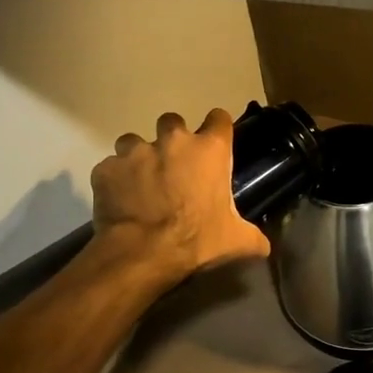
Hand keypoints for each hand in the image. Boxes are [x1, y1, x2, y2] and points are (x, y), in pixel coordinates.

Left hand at [91, 108, 270, 280]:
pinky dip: (114, 180)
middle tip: (173, 166)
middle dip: (172, 140)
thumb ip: (253, 237)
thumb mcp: (236, 242)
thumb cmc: (197, 241)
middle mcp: (173, 141)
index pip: (219, 118)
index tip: (214, 143)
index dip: (217, 129)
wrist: (143, 253)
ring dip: (138, 157)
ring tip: (140, 182)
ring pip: (134, 141)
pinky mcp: (107, 168)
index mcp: (209, 150)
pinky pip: (110, 168)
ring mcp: (136, 152)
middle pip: (172, 122)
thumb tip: (265, 247)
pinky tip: (118, 200)